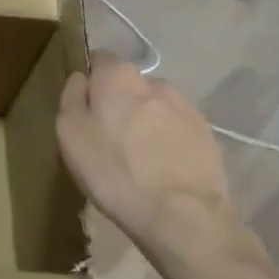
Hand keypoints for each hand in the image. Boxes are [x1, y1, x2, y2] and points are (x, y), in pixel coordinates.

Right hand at [56, 56, 258, 278]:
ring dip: (147, 122)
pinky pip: (178, 130)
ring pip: (155, 107)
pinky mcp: (208, 135)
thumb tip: (80, 79)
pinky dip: (169, 142)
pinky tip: (163, 170)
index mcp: (117, 75)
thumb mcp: (69, 134)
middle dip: (120, 103)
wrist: (183, 218)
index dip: (90, 83)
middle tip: (110, 139)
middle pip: (129, 85)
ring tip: (140, 159)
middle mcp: (154, 81)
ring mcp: (186, 107)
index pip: (99, 60)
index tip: (86, 111)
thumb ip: (71, 97)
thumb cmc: (115, 172)